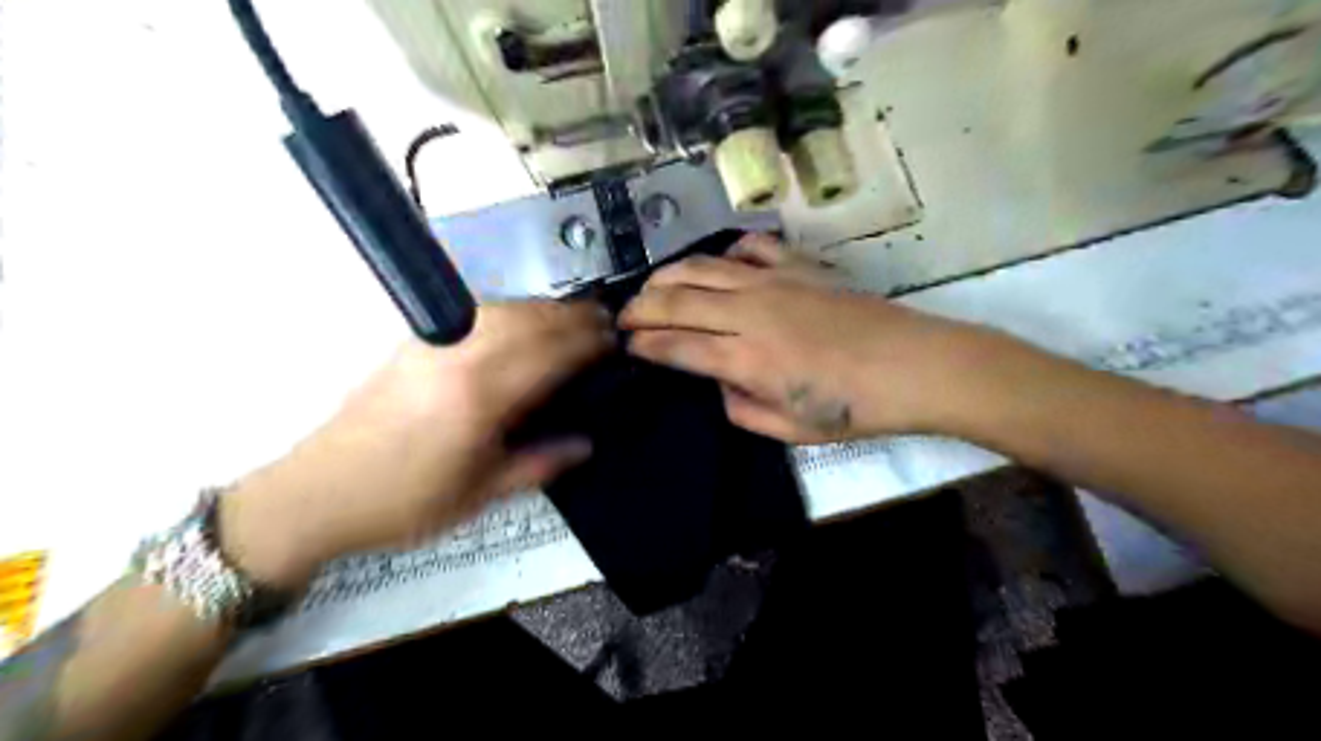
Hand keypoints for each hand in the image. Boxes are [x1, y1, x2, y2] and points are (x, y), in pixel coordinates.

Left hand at [219, 299, 611, 582]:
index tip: (616, 343)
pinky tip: (524, 323)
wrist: (319, 492)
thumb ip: (540, 463)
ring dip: (545, 309)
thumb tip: (586, 442)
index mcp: (480, 397)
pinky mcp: (416, 342)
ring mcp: (435, 343)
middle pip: (531, 320)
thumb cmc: (405, 501)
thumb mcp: (481, 494)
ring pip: (505, 309)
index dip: (588, 344)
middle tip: (605, 325)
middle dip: (574, 318)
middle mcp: (460, 357)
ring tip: (573, 320)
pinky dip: (513, 311)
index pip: (550, 353)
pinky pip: (478, 313)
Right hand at [626, 238, 997, 441]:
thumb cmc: (854, 408)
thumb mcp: (791, 430)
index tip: (626, 345)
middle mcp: (750, 313)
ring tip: (652, 285)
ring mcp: (774, 282)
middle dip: (641, 307)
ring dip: (669, 274)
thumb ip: (743, 409)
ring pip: (704, 267)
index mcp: (746, 359)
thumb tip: (722, 384)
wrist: (914, 366)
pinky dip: (728, 251)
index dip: (645, 344)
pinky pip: (751, 247)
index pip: (677, 346)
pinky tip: (720, 262)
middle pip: (678, 300)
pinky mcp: (798, 266)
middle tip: (622, 315)